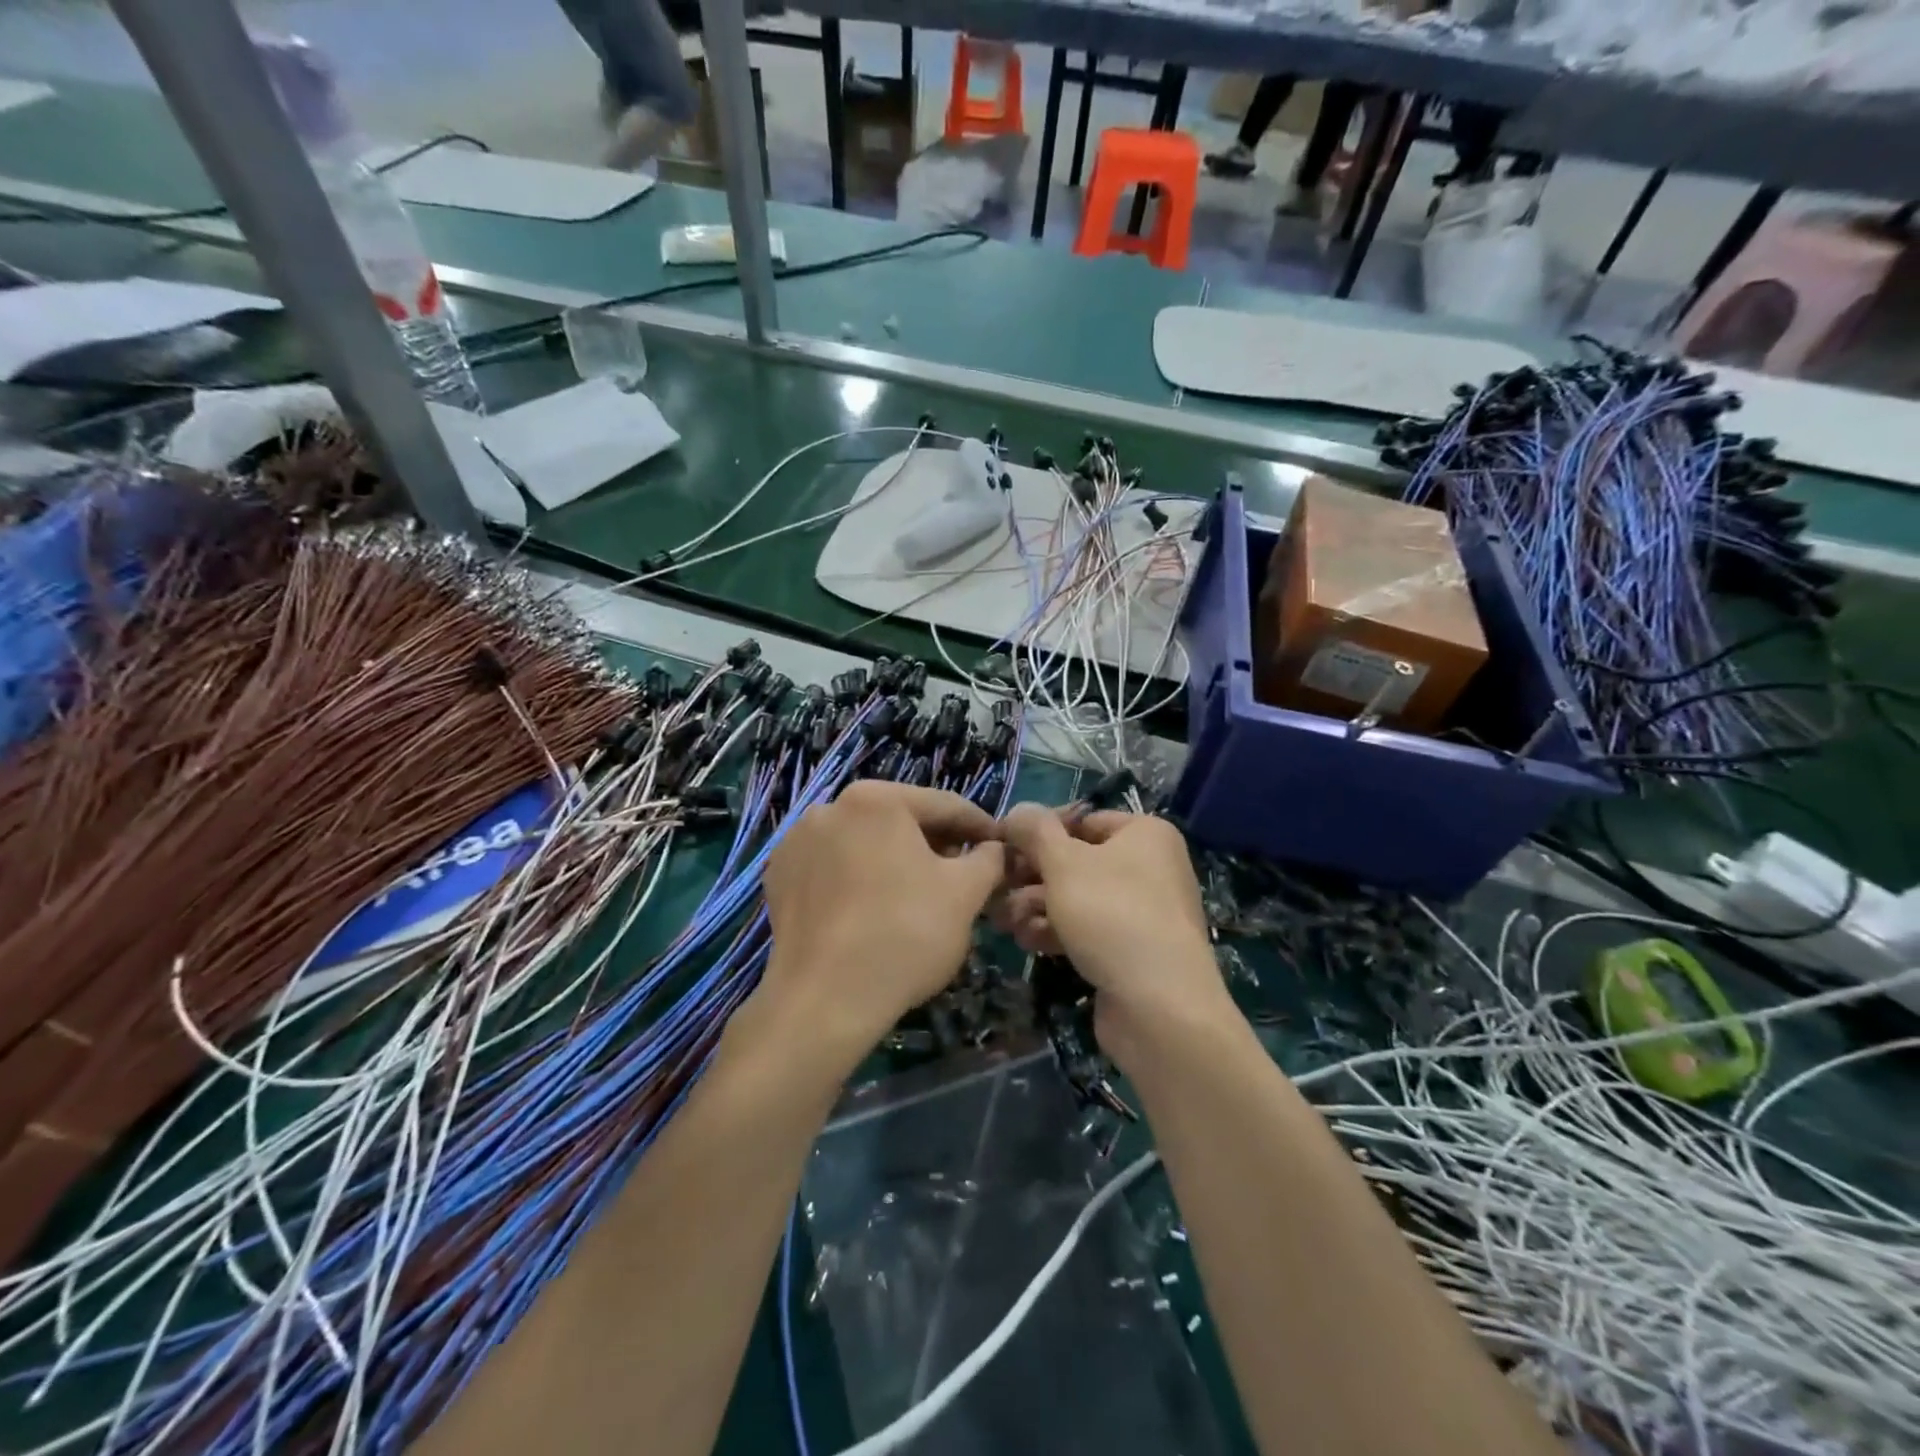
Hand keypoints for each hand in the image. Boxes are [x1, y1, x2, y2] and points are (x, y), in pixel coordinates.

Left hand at [760, 781, 1004, 1060]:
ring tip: (919, 894)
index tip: (1001, 846)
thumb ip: (989, 859)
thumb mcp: (966, 893)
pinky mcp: (779, 876)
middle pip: (900, 821)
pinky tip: (873, 909)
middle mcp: (830, 807)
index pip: (944, 806)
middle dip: (935, 844)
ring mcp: (798, 841)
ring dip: (895, 861)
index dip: (980, 827)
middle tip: (964, 874)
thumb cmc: (905, 934)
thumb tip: (995, 848)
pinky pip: (833, 868)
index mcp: (876, 799)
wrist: (824, 1000)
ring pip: (864, 844)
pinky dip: (857, 879)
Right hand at [995, 805, 1229, 1061]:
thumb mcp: (1064, 863)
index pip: (1082, 820)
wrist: (1160, 1008)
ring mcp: (1143, 912)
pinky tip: (1028, 942)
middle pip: (1076, 861)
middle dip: (1032, 876)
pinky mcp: (1131, 951)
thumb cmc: (1112, 915)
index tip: (1003, 846)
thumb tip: (1018, 810)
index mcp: (1145, 834)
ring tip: (1005, 921)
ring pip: (1077, 898)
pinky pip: (1088, 930)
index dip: (1040, 831)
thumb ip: (1036, 832)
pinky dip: (1057, 932)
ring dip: (1037, 907)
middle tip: (997, 888)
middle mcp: (1149, 867)